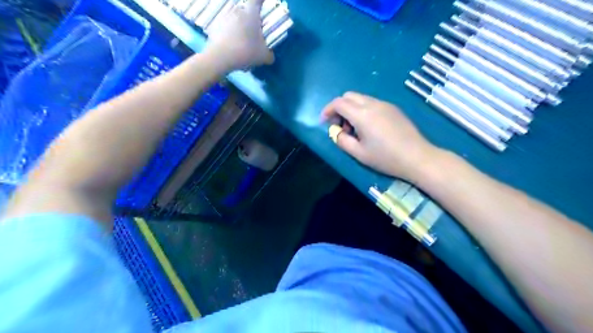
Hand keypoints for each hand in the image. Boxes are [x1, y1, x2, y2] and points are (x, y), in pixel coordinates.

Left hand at [206, 0, 273, 70]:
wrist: (220, 56)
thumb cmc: (245, 51)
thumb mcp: (263, 57)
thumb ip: (269, 55)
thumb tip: (270, 56)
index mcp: (251, 14)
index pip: (257, 0)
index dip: (260, 1)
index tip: (262, 4)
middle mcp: (237, 11)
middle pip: (245, 10)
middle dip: (250, 18)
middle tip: (253, 31)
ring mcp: (224, 17)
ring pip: (234, 18)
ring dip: (238, 26)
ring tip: (241, 40)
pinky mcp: (215, 25)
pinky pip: (225, 27)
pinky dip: (228, 33)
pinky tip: (231, 45)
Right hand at [319, 91, 438, 181]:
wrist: (417, 157)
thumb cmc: (385, 158)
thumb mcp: (359, 153)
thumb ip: (342, 140)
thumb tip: (336, 132)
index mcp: (362, 114)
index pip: (338, 103)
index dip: (327, 110)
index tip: (324, 122)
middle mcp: (372, 104)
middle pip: (348, 96)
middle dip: (339, 108)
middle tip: (340, 126)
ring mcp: (385, 104)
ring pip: (360, 98)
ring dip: (351, 109)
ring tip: (354, 129)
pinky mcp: (393, 108)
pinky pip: (372, 103)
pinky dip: (363, 110)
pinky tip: (369, 127)